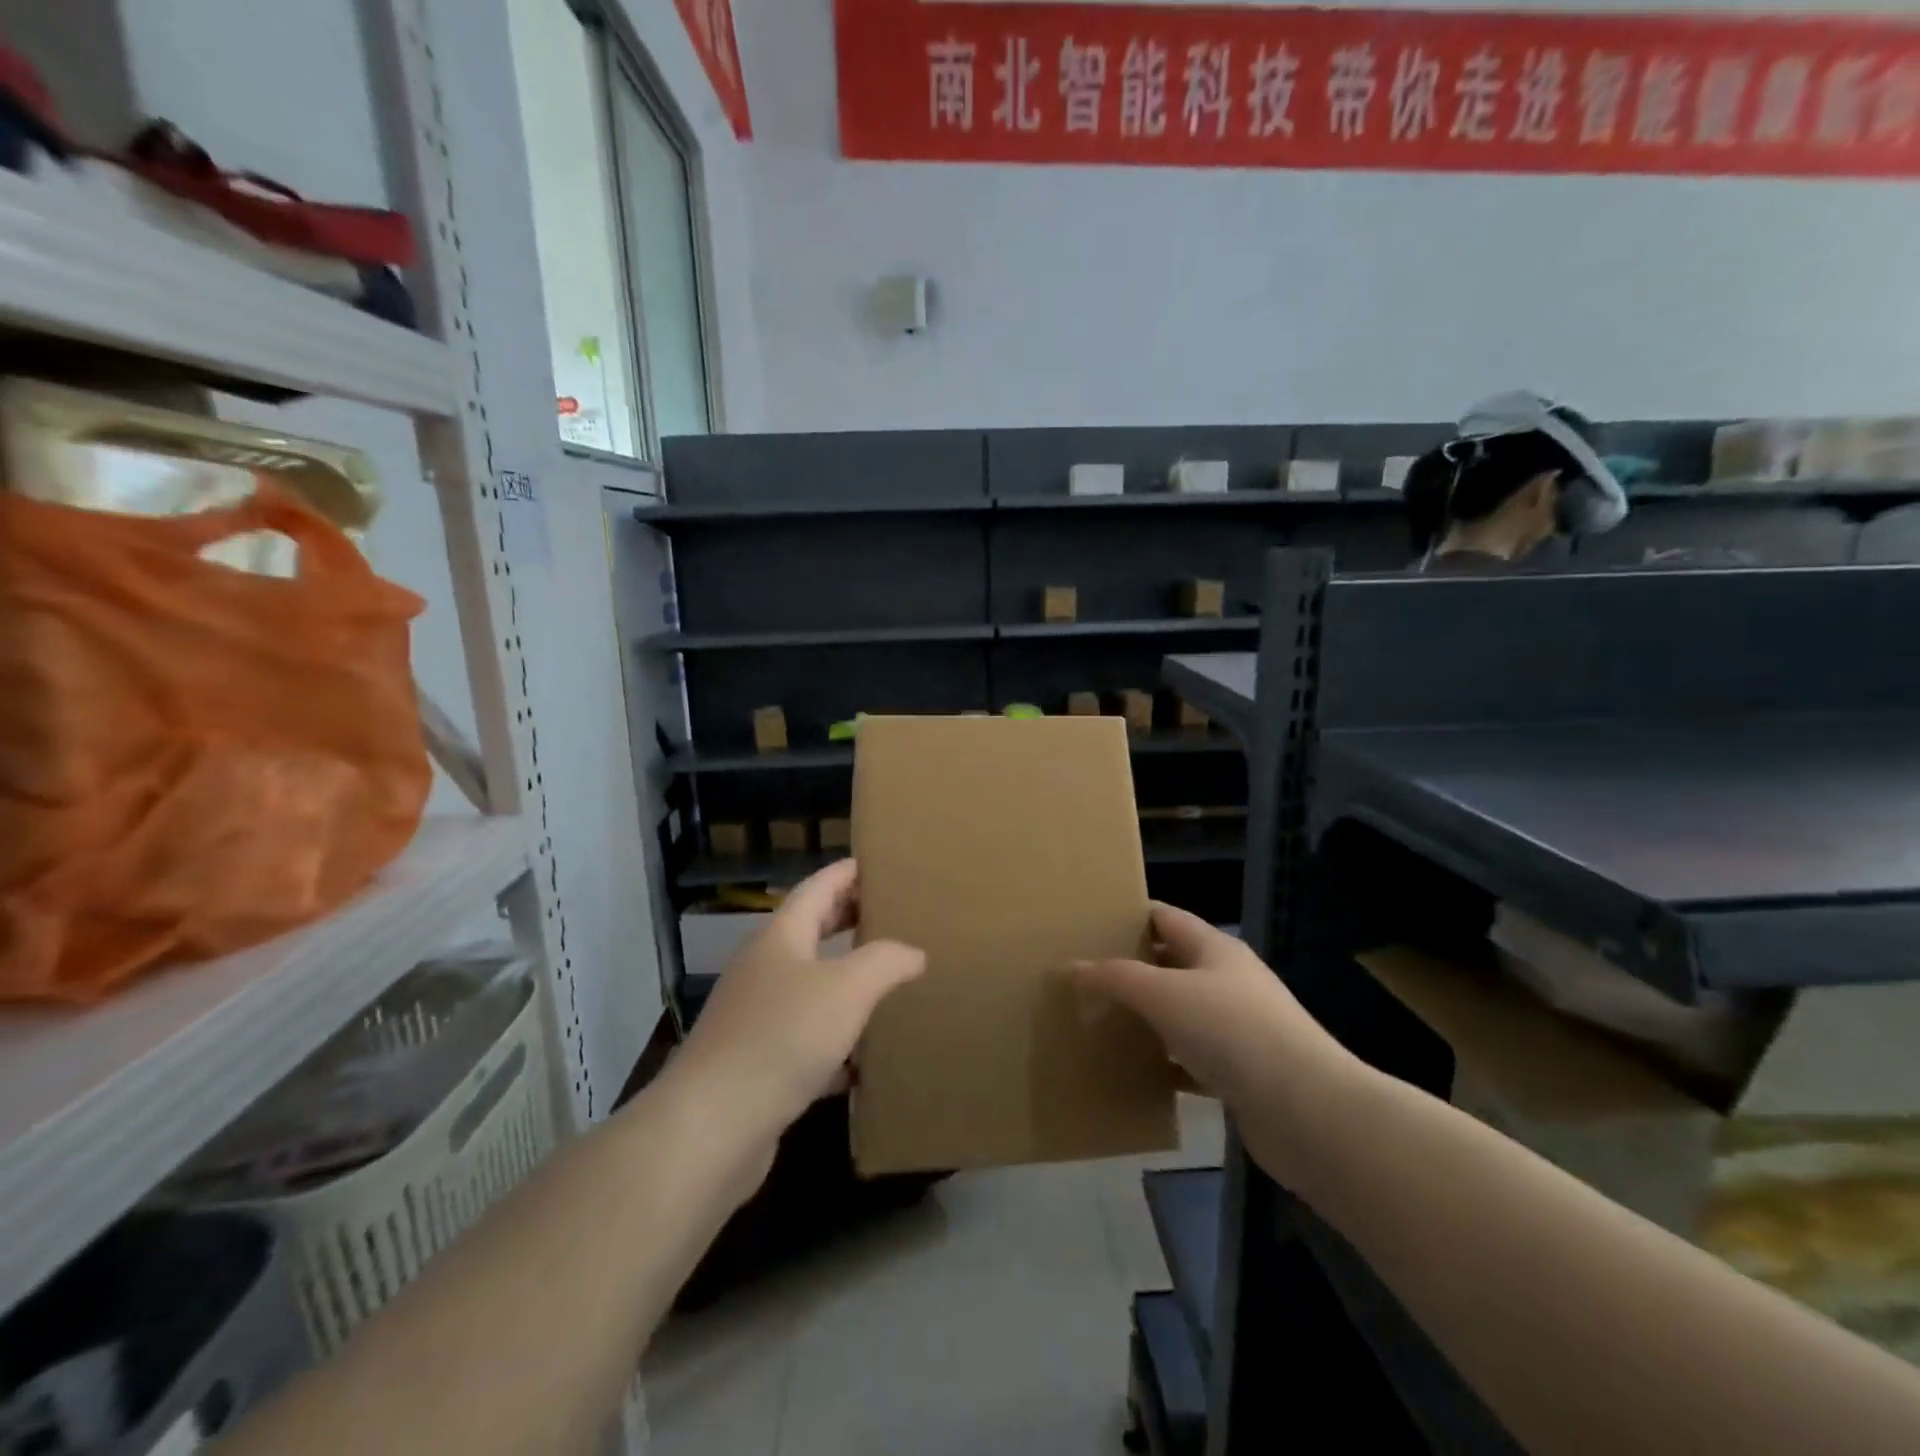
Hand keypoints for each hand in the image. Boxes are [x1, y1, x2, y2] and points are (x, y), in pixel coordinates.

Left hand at [678, 860, 925, 1132]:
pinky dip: (837, 1039)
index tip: (884, 865)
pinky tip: (865, 1057)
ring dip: (846, 980)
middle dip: (851, 920)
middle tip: (895, 916)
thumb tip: (914, 953)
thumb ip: (886, 961)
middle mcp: (765, 968)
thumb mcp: (847, 989)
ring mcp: (757, 1016)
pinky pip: (806, 1037)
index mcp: (781, 937)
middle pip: (813, 931)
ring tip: (889, 980)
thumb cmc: (783, 1037)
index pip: (819, 887)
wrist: (713, 1126)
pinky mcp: (759, 1063)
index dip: (850, 872)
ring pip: (810, 985)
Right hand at [1073, 903, 1358, 1127]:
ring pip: (1181, 1012)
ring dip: (1147, 1017)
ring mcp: (1238, 1027)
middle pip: (1171, 963)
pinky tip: (1136, 1071)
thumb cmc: (1232, 1031)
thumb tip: (1073, 967)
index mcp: (1215, 948)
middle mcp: (1228, 980)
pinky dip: (1166, 1062)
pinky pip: (1192, 1058)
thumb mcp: (1164, 994)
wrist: (1306, 1112)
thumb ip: (1116, 977)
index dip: (1128, 917)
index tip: (1088, 925)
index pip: (1165, 917)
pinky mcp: (1242, 1072)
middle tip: (1084, 977)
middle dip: (1131, 968)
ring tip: (1100, 1021)